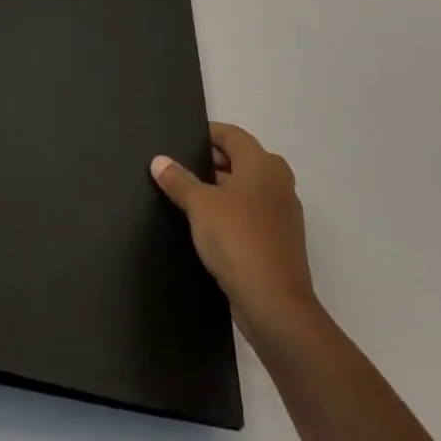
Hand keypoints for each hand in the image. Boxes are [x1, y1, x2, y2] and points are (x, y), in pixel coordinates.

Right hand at [151, 123, 314, 338]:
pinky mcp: (279, 241)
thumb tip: (159, 160)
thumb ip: (178, 179)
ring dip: (218, 190)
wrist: (275, 306)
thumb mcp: (199, 205)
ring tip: (184, 196)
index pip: (231, 134)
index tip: (179, 142)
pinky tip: (204, 226)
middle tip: (176, 168)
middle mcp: (278, 182)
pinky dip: (230, 213)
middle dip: (209, 162)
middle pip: (239, 160)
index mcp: (263, 164)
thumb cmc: (238, 240)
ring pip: (244, 189)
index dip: (205, 134)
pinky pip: (250, 214)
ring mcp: (282, 213)